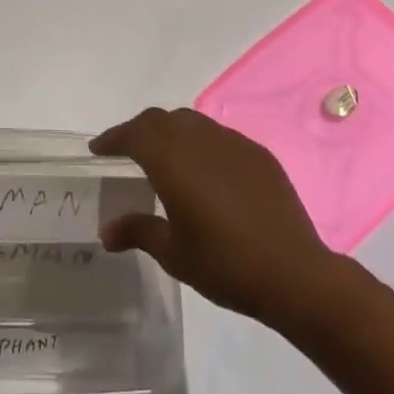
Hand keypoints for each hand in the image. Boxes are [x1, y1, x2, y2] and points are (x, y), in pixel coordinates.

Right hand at [91, 107, 339, 321]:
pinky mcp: (257, 154)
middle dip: (138, 130)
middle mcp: (198, 140)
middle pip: (160, 120)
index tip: (98, 148)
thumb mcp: (173, 253)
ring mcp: (231, 143)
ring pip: (190, 122)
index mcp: (172, 159)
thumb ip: (138, 231)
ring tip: (164, 156)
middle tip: (126, 150)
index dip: (113, 138)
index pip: (133, 134)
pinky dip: (200, 144)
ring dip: (170, 132)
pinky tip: (205, 171)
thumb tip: (107, 232)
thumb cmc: (225, 264)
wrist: (295, 274)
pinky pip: (218, 137)